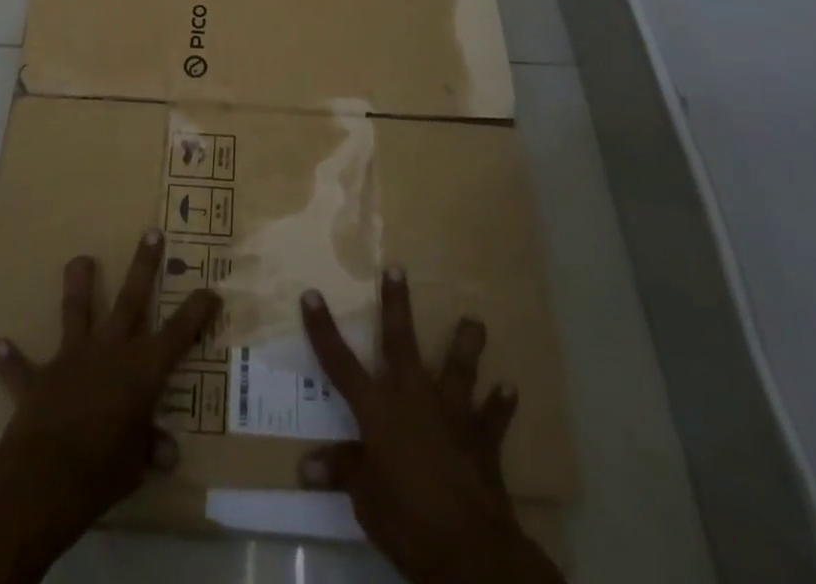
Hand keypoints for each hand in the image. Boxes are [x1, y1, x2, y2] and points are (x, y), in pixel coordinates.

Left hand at [0, 230, 219, 556]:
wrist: (45, 477)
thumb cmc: (103, 471)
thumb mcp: (136, 465)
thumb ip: (151, 450)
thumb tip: (168, 454)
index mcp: (143, 369)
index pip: (180, 332)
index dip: (198, 310)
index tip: (211, 290)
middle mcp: (111, 350)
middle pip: (131, 298)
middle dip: (144, 264)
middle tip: (151, 231)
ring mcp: (73, 358)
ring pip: (77, 309)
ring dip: (77, 284)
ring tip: (79, 259)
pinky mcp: (39, 378)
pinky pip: (21, 367)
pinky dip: (10, 358)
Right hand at [298, 267, 563, 583]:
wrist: (468, 548)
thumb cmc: (405, 519)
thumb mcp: (364, 499)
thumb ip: (341, 471)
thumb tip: (306, 465)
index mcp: (378, 409)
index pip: (340, 362)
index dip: (323, 328)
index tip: (311, 293)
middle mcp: (413, 396)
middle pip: (401, 341)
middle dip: (397, 303)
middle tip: (398, 267)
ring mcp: (451, 412)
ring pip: (459, 366)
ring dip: (466, 343)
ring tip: (475, 320)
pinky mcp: (482, 437)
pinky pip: (493, 416)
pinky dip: (500, 403)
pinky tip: (509, 389)